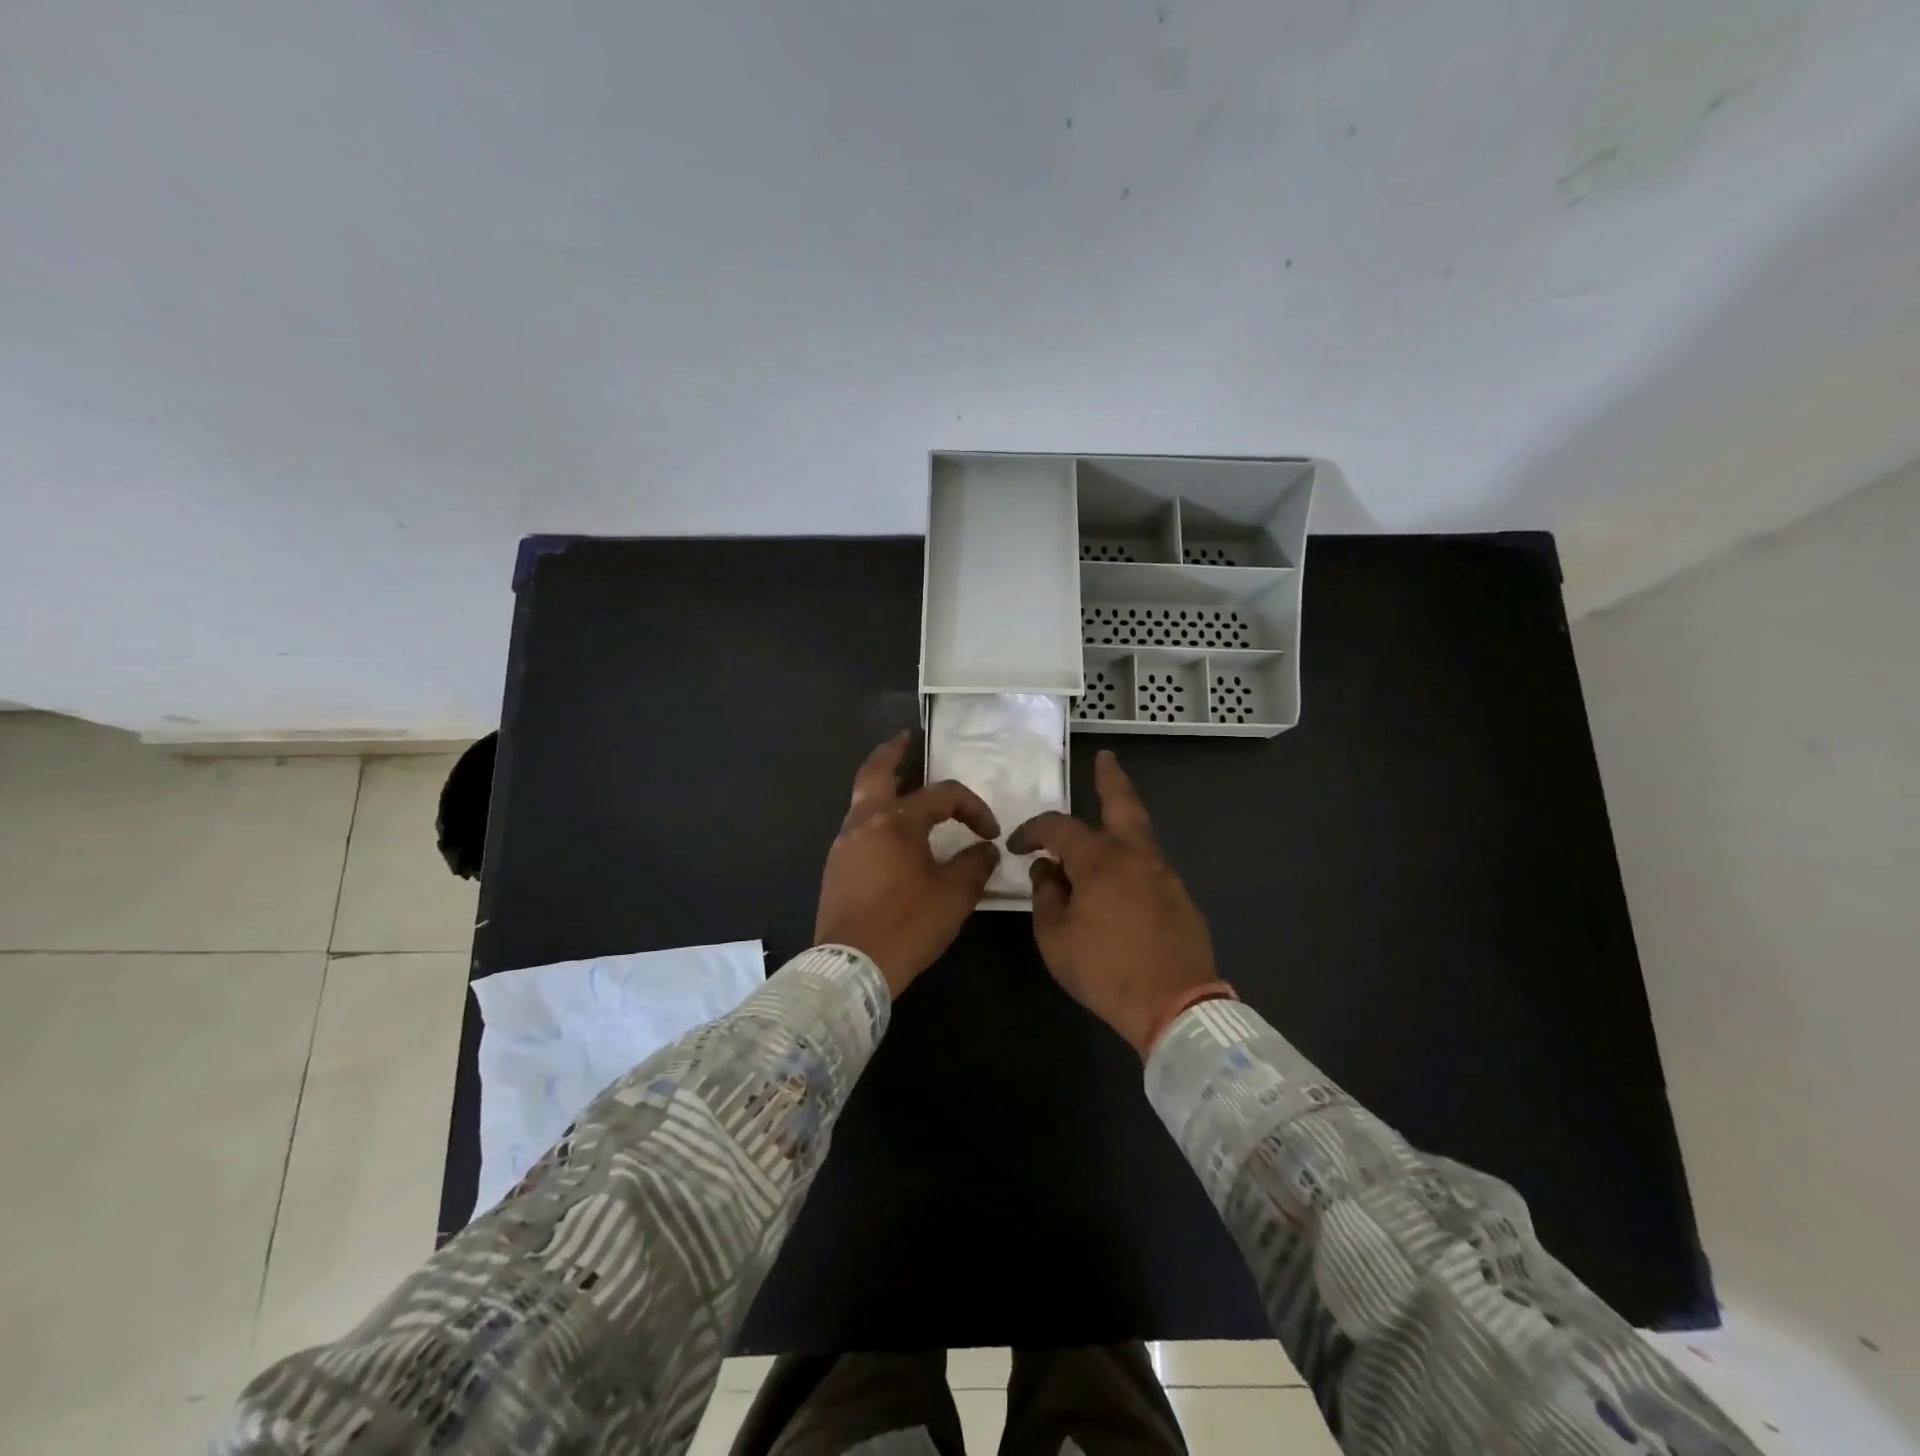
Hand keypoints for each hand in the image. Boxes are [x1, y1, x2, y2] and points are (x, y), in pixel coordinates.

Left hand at [815, 732, 1001, 997]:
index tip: (989, 833)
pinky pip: (858, 827)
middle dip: (894, 752)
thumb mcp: (954, 895)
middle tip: (908, 739)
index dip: (972, 808)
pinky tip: (893, 834)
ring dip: (884, 786)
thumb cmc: (907, 925)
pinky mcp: (835, 867)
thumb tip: (985, 850)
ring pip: (863, 799)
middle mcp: (863, 822)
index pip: (942, 796)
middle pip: (876, 772)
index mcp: (895, 821)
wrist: (851, 967)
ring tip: (905, 785)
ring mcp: (843, 844)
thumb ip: (974, 865)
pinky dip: (876, 816)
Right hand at [1007, 750, 1219, 1056]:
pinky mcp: (1180, 897)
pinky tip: (1120, 877)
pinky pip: (1149, 864)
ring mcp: (1164, 874)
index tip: (1016, 846)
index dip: (1033, 831)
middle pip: (1123, 804)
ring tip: (1103, 824)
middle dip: (1110, 779)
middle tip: (1105, 759)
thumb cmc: (1106, 971)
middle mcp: (1135, 855)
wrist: (1175, 1005)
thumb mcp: (1055, 938)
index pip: (1059, 828)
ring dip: (1120, 821)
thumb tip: (1047, 870)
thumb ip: (1046, 896)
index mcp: (1100, 861)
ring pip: (1139, 834)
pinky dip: (1131, 858)